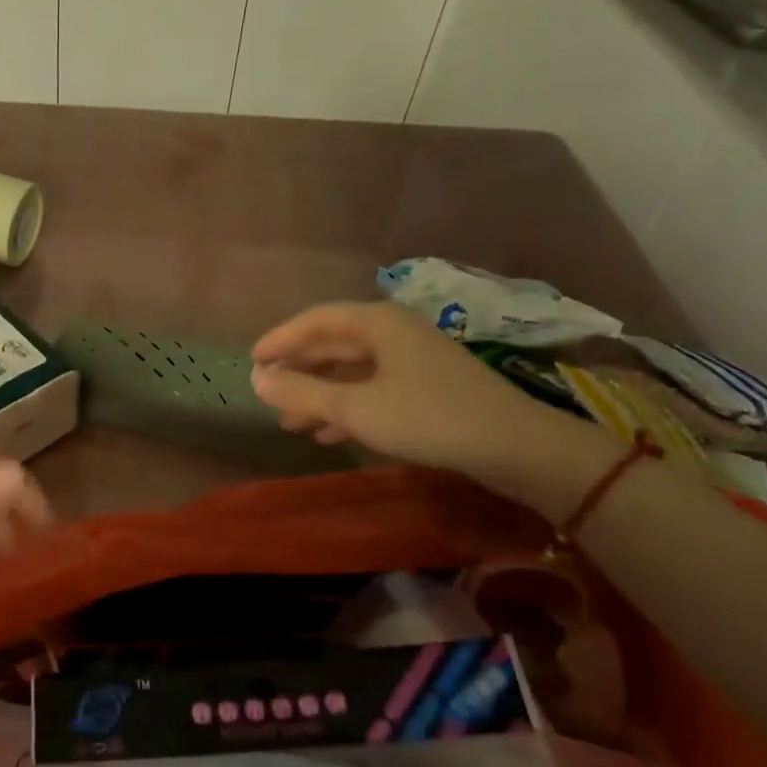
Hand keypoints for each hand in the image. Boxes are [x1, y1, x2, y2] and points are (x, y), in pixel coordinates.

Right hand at [250, 301, 617, 496]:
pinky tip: (329, 434)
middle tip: (268, 393)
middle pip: (333, 345)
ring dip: (320, 394)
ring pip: (352, 371)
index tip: (252, 360)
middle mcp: (393, 333)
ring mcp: (412, 360)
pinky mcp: (426, 388)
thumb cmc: (428, 417)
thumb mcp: (356, 408)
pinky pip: (373, 390)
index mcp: (377, 323)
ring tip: (290, 422)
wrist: (514, 446)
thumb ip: (303, 392)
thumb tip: (255, 379)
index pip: (315, 320)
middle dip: (299, 371)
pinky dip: (347, 407)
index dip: (280, 339)